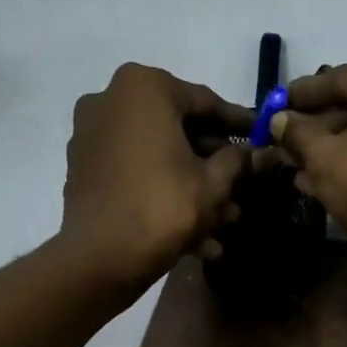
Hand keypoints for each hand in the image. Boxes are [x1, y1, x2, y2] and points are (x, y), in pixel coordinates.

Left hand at [61, 63, 250, 288]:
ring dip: (192, 186)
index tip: (262, 137)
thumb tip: (259, 152)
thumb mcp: (214, 184)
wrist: (100, 257)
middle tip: (244, 185)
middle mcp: (111, 100)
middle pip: (178, 130)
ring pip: (157, 157)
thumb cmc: (163, 207)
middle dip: (213, 163)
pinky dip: (163, 195)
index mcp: (144, 88)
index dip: (239, 124)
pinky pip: (135, 175)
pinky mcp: (84, 171)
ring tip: (226, 220)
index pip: (206, 102)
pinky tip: (196, 236)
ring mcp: (92, 136)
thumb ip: (239, 161)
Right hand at [273, 56, 346, 281]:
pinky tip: (327, 186)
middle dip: (319, 130)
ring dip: (336, 153)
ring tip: (297, 171)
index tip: (275, 106)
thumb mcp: (324, 157)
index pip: (341, 78)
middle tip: (284, 145)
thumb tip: (279, 121)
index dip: (302, 95)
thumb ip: (298, 134)